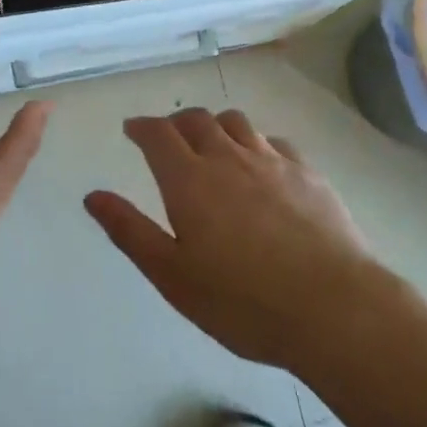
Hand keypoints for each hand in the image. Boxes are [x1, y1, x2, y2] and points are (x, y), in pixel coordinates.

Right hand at [84, 108, 377, 371]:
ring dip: (216, 125)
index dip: (142, 126)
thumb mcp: (173, 276)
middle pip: (197, 120)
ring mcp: (271, 160)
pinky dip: (257, 143)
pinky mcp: (307, 172)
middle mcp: (228, 157)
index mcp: (189, 180)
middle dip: (176, 123)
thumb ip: (130, 231)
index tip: (132, 129)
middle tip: (168, 138)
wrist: (332, 307)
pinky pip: (274, 141)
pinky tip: (261, 164)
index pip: (158, 134)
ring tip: (213, 144)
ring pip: (236, 122)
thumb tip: (93, 196)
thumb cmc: (242, 301)